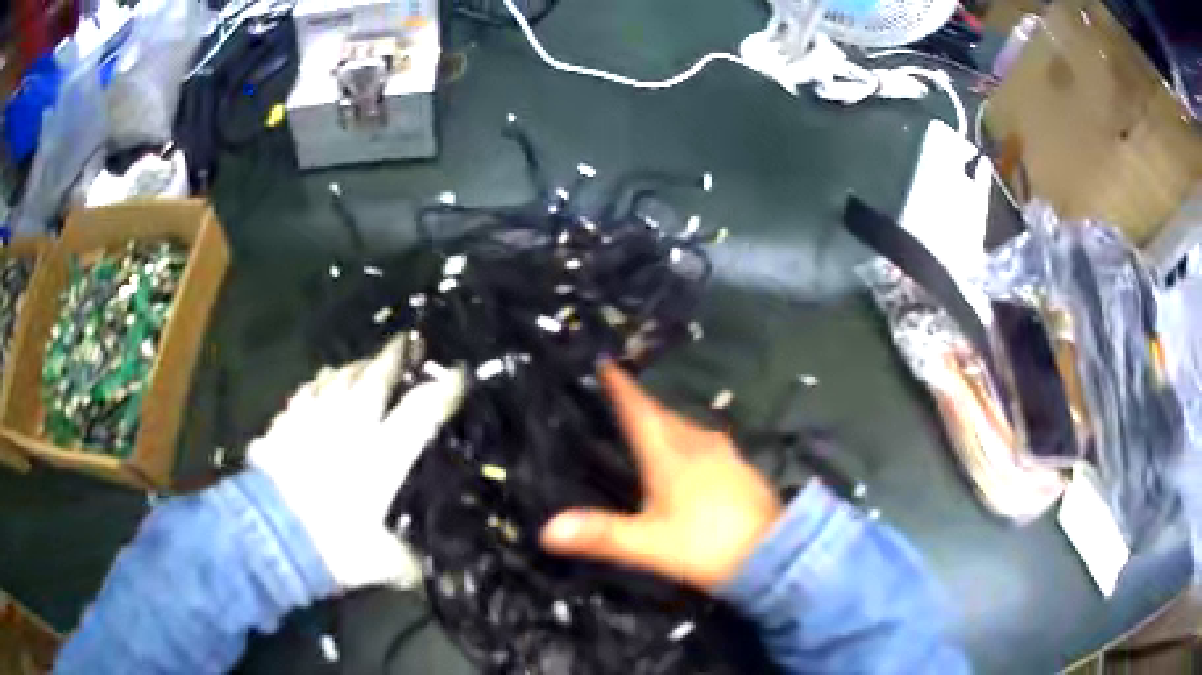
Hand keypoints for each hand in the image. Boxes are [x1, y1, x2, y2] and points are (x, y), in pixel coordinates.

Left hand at [248, 336, 463, 589]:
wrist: (270, 535)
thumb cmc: (334, 546)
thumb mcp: (381, 563)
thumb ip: (407, 563)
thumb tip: (428, 575)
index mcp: (382, 454)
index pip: (421, 411)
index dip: (443, 390)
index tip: (458, 374)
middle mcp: (351, 426)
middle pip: (375, 378)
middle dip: (393, 356)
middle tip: (405, 340)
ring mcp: (313, 420)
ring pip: (335, 378)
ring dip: (351, 368)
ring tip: (360, 363)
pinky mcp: (285, 424)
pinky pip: (304, 395)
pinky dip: (315, 388)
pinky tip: (316, 388)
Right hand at [540, 364, 781, 590]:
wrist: (775, 555)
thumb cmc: (707, 546)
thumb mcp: (649, 545)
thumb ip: (600, 535)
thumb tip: (546, 530)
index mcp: (671, 454)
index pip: (640, 410)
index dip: (621, 387)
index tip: (606, 361)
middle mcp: (698, 444)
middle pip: (663, 415)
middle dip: (640, 404)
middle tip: (618, 394)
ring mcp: (724, 455)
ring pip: (686, 428)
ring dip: (664, 421)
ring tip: (646, 423)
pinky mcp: (741, 470)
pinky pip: (704, 444)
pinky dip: (685, 441)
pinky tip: (685, 455)